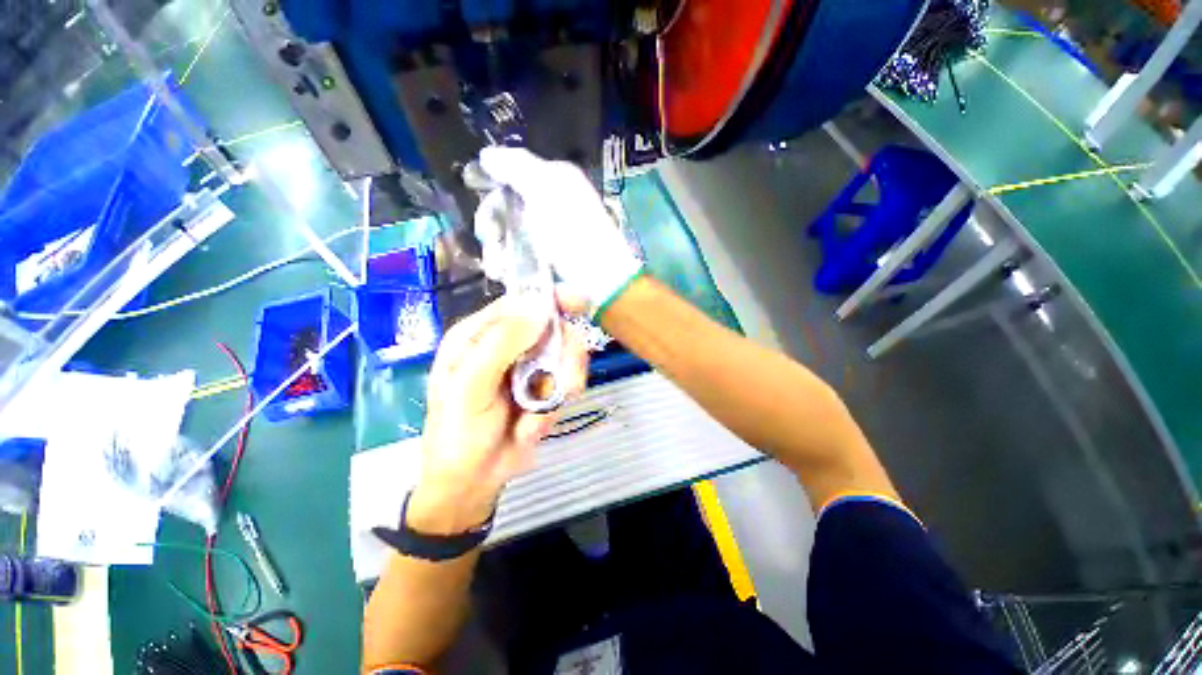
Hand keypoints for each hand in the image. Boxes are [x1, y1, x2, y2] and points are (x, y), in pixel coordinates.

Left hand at [408, 293, 589, 534]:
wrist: (472, 482)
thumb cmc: (458, 433)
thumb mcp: (470, 387)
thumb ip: (501, 344)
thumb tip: (539, 308)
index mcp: (480, 336)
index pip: (520, 303)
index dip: (550, 299)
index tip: (579, 304)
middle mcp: (507, 347)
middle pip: (553, 331)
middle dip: (563, 359)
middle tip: (562, 384)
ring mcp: (529, 369)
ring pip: (566, 359)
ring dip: (559, 391)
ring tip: (534, 419)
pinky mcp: (544, 390)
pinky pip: (567, 386)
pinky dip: (553, 410)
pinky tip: (531, 428)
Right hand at [476, 147, 642, 316]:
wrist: (599, 278)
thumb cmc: (574, 232)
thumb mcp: (546, 190)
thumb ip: (516, 167)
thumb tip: (487, 154)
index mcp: (554, 181)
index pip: (512, 174)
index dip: (493, 188)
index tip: (485, 204)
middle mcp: (549, 205)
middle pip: (505, 208)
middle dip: (492, 225)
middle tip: (491, 239)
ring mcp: (546, 235)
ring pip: (507, 236)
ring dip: (496, 250)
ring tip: (498, 266)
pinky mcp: (544, 261)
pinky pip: (515, 258)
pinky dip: (506, 265)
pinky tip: (504, 273)